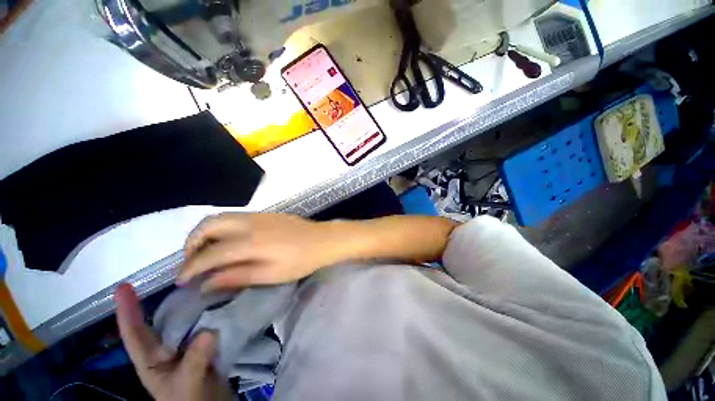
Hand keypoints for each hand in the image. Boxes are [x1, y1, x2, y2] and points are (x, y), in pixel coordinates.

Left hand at [114, 284, 232, 400]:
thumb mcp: (186, 388)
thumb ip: (193, 362)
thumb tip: (209, 331)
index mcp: (152, 360)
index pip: (134, 334)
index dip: (127, 310)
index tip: (122, 287)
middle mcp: (169, 348)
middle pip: (164, 319)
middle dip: (168, 298)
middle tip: (183, 275)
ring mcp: (189, 345)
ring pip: (188, 319)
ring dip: (195, 302)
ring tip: (206, 282)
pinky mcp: (208, 345)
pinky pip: (209, 323)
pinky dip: (214, 311)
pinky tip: (224, 299)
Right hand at [177, 213, 339, 291]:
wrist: (323, 239)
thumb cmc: (300, 260)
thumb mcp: (270, 275)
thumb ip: (236, 277)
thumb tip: (205, 284)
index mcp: (249, 242)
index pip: (209, 254)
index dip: (190, 268)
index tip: (181, 282)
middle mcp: (248, 223)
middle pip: (207, 226)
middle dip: (192, 243)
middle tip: (192, 263)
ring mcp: (257, 215)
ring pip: (219, 217)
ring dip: (205, 233)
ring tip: (206, 252)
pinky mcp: (265, 214)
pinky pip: (233, 217)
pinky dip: (221, 227)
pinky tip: (227, 241)